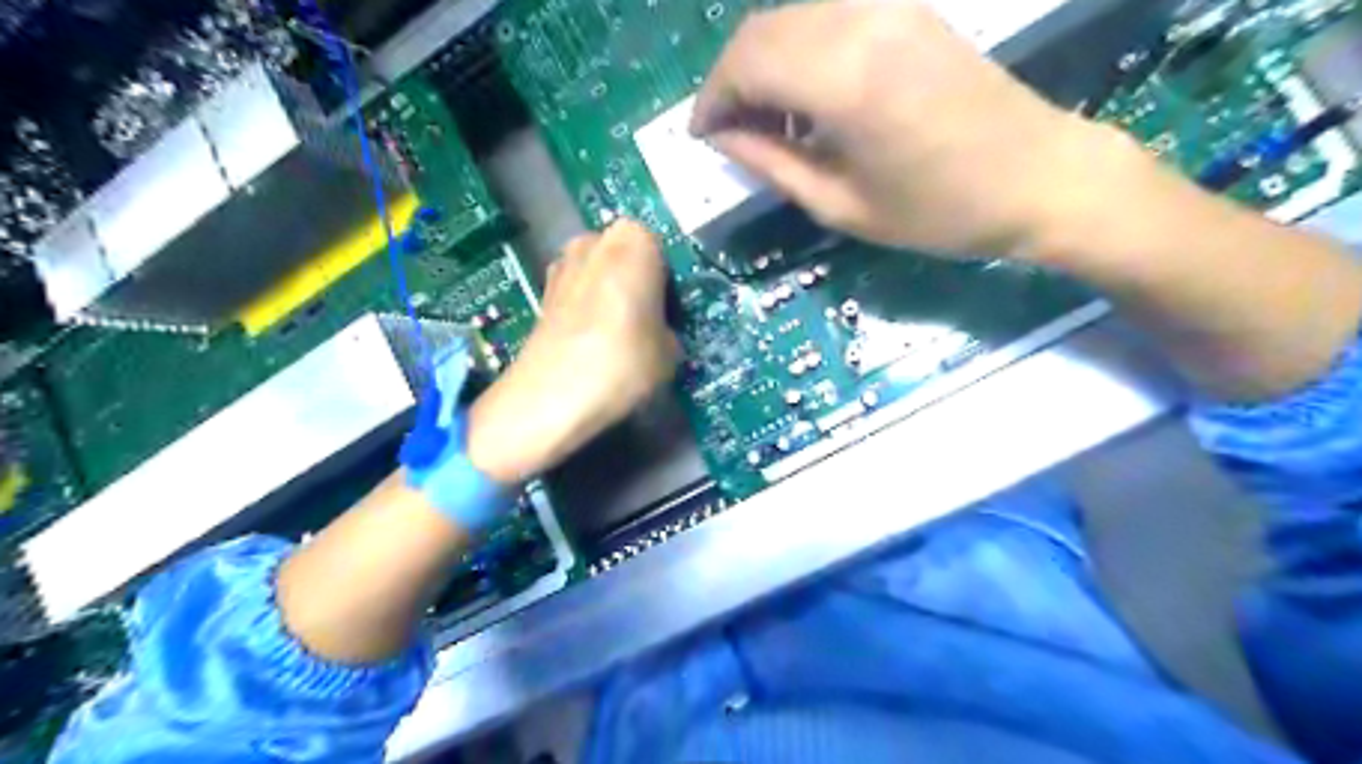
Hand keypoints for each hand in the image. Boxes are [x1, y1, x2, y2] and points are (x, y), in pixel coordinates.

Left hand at [468, 221, 680, 482]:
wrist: (552, 397)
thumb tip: (658, 333)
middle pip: (625, 256)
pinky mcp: (540, 293)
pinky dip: (584, 310)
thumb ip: (668, 329)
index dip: (668, 283)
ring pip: (597, 274)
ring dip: (607, 294)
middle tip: (646, 321)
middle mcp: (594, 241)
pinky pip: (575, 293)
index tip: (670, 313)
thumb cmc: (624, 362)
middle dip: (634, 281)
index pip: (663, 251)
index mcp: (635, 242)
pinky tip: (590, 343)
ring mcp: (561, 265)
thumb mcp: (671, 352)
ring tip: (616, 336)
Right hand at [697, 1, 1121, 255]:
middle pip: (761, 30)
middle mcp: (859, 21)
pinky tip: (808, 98)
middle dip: (730, 80)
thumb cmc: (938, 211)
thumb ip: (771, 162)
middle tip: (729, 133)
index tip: (702, 137)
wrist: (1039, 176)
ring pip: (791, 19)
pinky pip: (827, 17)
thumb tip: (723, 137)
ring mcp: (888, 7)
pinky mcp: (907, 10)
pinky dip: (799, 52)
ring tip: (768, 123)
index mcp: (843, 77)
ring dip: (763, 65)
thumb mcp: (841, 204)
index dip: (712, 100)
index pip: (745, 63)